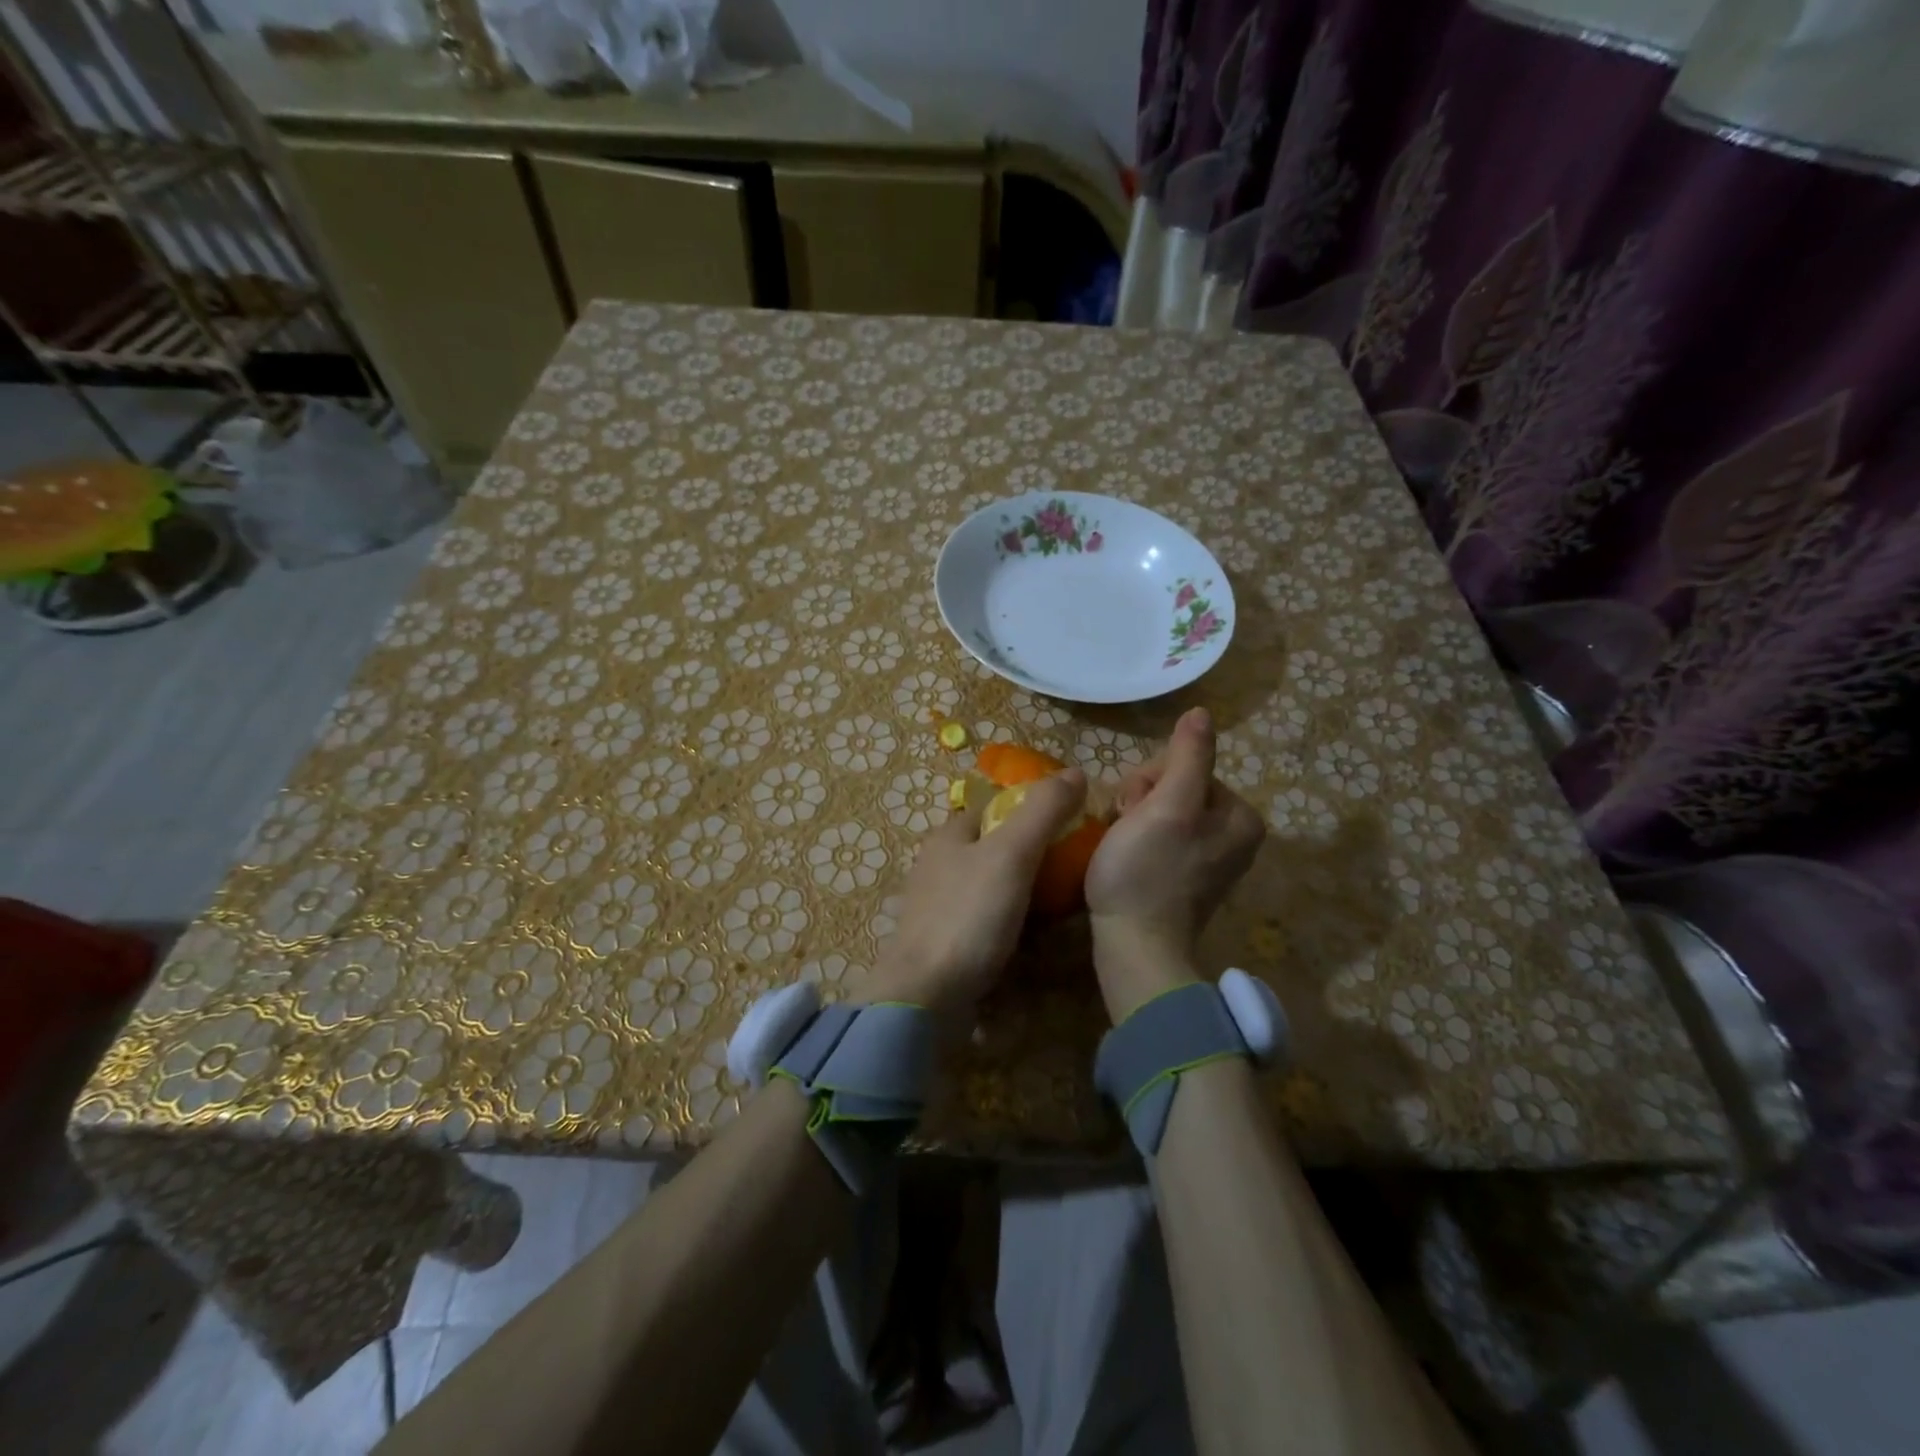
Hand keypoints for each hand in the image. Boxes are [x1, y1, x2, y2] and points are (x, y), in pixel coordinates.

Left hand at [863, 767, 1089, 1024]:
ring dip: (1023, 891)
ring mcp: (939, 907)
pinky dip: (1010, 923)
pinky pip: (985, 922)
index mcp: (949, 836)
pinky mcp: (944, 944)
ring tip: (1063, 903)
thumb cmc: (968, 916)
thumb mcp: (1011, 854)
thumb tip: (1075, 772)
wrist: (924, 997)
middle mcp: (938, 866)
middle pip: (994, 848)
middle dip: (1031, 854)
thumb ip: (1042, 812)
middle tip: (1073, 868)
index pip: (994, 808)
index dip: (1030, 810)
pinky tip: (1033, 937)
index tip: (1070, 824)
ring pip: (990, 886)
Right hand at [1085, 707, 1264, 1021]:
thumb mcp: (1168, 805)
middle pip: (1175, 785)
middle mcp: (1234, 833)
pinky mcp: (1184, 876)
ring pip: (1161, 808)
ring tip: (1122, 845)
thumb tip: (1202, 713)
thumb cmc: (1148, 871)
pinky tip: (1125, 858)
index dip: (1149, 779)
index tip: (1134, 809)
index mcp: (1240, 814)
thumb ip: (1188, 756)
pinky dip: (1136, 839)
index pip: (1186, 764)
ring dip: (1133, 818)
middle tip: (1125, 827)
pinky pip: (1158, 835)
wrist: (1134, 946)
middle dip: (1142, 799)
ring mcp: (1209, 857)